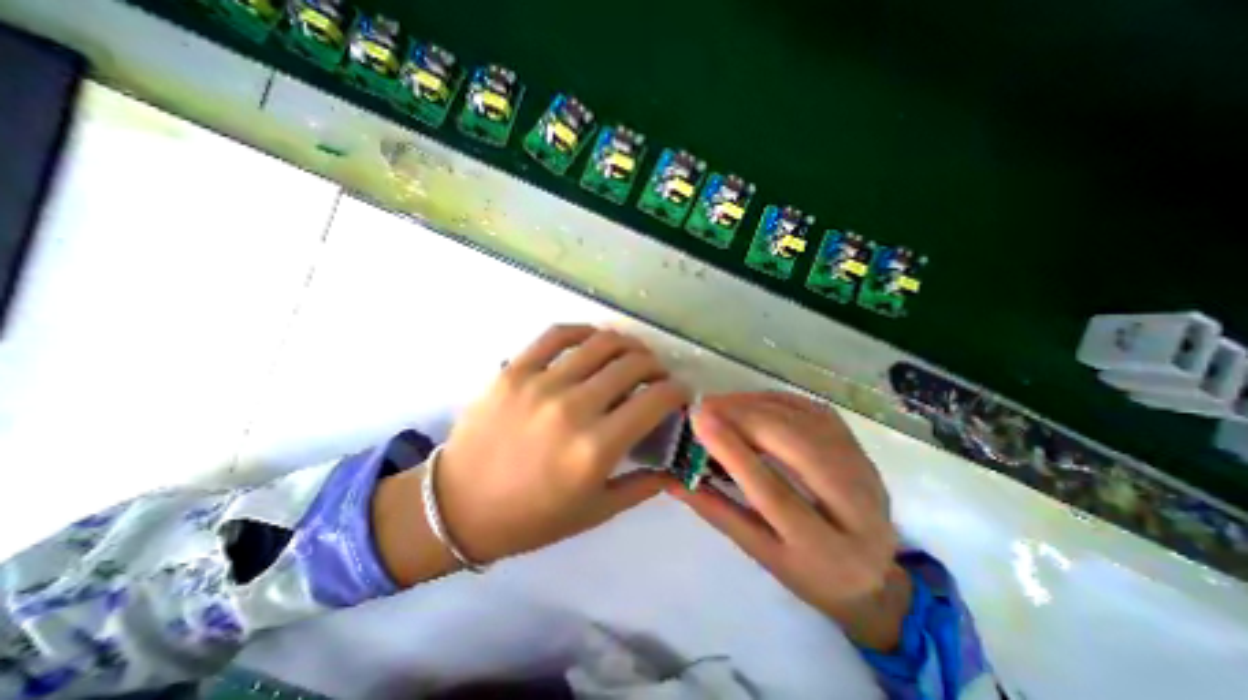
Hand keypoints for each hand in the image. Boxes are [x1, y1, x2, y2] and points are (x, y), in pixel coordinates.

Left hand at [435, 327, 692, 565]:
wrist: (457, 506)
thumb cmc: (531, 518)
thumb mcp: (595, 512)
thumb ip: (642, 487)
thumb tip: (676, 469)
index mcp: (596, 448)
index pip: (656, 399)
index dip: (677, 390)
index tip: (680, 393)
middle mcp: (573, 408)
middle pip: (633, 364)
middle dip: (656, 365)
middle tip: (657, 374)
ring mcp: (541, 383)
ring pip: (601, 343)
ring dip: (627, 344)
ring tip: (632, 354)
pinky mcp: (514, 370)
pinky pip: (557, 335)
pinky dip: (583, 331)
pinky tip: (593, 340)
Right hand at [675, 394, 906, 650]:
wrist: (870, 572)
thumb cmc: (808, 572)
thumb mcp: (760, 554)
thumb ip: (716, 512)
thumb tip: (672, 479)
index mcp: (827, 551)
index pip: (774, 494)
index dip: (734, 453)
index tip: (700, 421)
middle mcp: (859, 508)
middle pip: (799, 447)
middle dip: (746, 418)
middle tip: (705, 407)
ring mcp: (865, 471)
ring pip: (808, 421)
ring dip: (758, 405)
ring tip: (721, 403)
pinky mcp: (860, 446)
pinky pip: (813, 410)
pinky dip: (777, 400)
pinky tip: (749, 401)